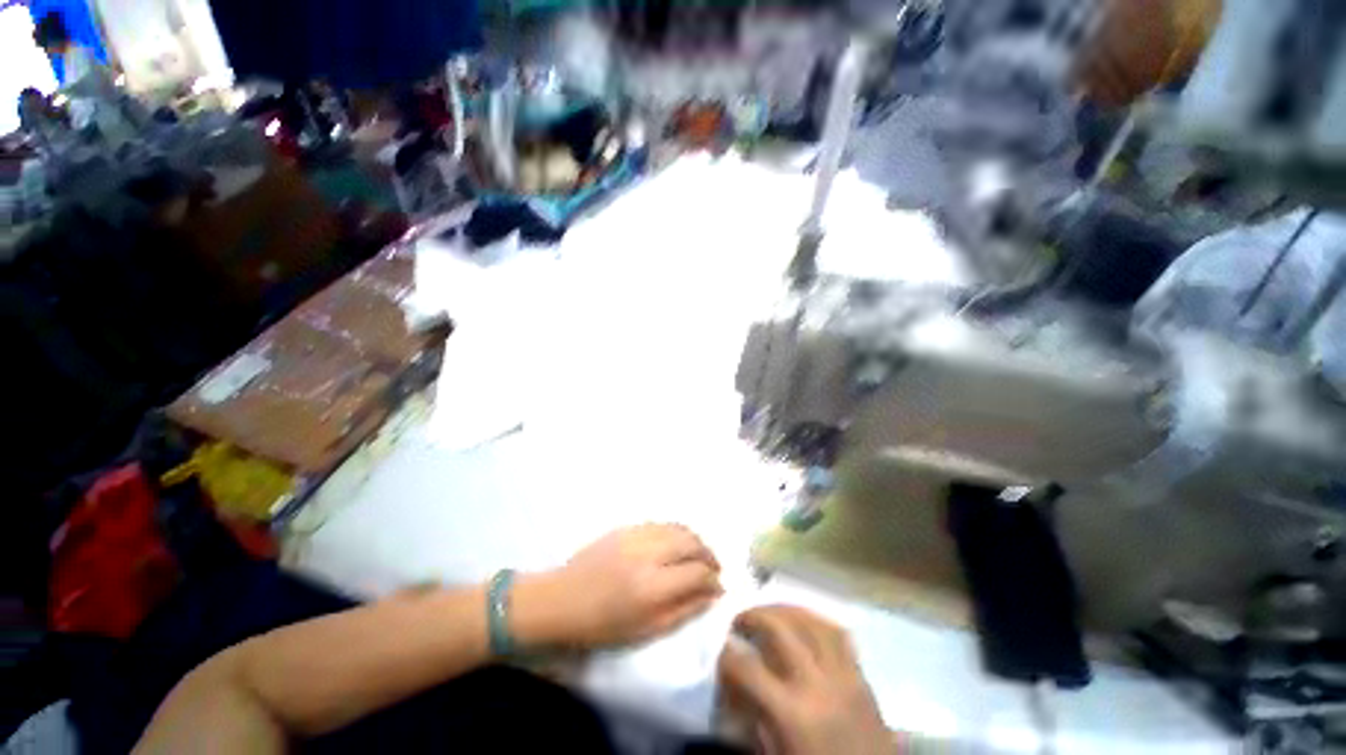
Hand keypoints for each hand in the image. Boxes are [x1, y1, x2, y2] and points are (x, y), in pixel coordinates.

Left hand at [514, 524, 722, 648]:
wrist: (561, 599)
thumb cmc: (602, 625)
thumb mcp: (646, 630)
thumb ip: (684, 610)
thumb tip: (714, 594)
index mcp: (652, 587)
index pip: (698, 572)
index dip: (714, 579)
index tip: (719, 587)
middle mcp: (648, 554)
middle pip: (692, 543)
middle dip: (709, 555)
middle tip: (713, 568)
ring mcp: (637, 535)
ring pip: (679, 528)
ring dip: (695, 540)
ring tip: (699, 554)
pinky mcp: (627, 526)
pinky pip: (662, 523)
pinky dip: (677, 531)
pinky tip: (677, 543)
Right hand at [719, 606, 891, 754]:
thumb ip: (754, 719)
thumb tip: (735, 688)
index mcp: (792, 714)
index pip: (747, 668)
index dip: (726, 657)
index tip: (720, 653)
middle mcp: (818, 685)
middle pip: (779, 628)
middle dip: (753, 616)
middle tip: (739, 621)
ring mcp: (844, 676)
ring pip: (810, 621)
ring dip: (784, 610)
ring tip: (769, 613)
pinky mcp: (863, 677)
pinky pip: (839, 634)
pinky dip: (816, 620)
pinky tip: (804, 622)